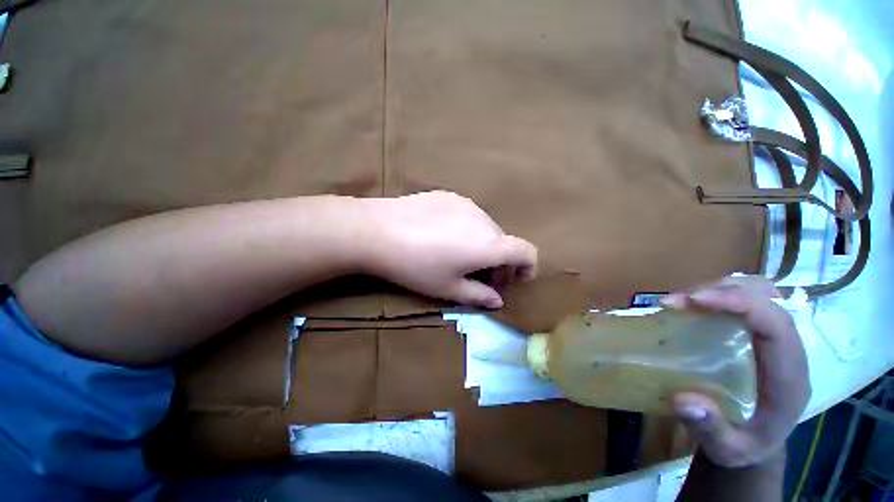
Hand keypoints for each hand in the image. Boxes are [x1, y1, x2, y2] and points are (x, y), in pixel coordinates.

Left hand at [363, 191, 537, 307]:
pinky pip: (467, 215)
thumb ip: (479, 295)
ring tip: (454, 258)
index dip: (528, 267)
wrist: (378, 231)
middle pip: (504, 242)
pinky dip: (465, 230)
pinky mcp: (447, 195)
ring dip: (482, 245)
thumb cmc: (416, 266)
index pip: (527, 251)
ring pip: (485, 228)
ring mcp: (466, 203)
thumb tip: (497, 300)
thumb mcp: (447, 289)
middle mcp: (485, 220)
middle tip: (478, 279)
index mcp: (491, 245)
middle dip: (499, 263)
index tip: (516, 280)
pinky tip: (437, 238)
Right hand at [662, 276, 809, 467]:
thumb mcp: (730, 452)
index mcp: (791, 377)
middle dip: (725, 291)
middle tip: (682, 302)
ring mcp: (785, 335)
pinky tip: (707, 307)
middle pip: (768, 298)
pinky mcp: (773, 332)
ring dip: (725, 289)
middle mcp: (793, 346)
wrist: (765, 447)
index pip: (775, 323)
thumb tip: (680, 398)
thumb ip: (711, 430)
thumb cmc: (750, 451)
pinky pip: (756, 301)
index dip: (742, 303)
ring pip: (762, 292)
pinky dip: (730, 297)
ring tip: (688, 301)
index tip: (698, 301)